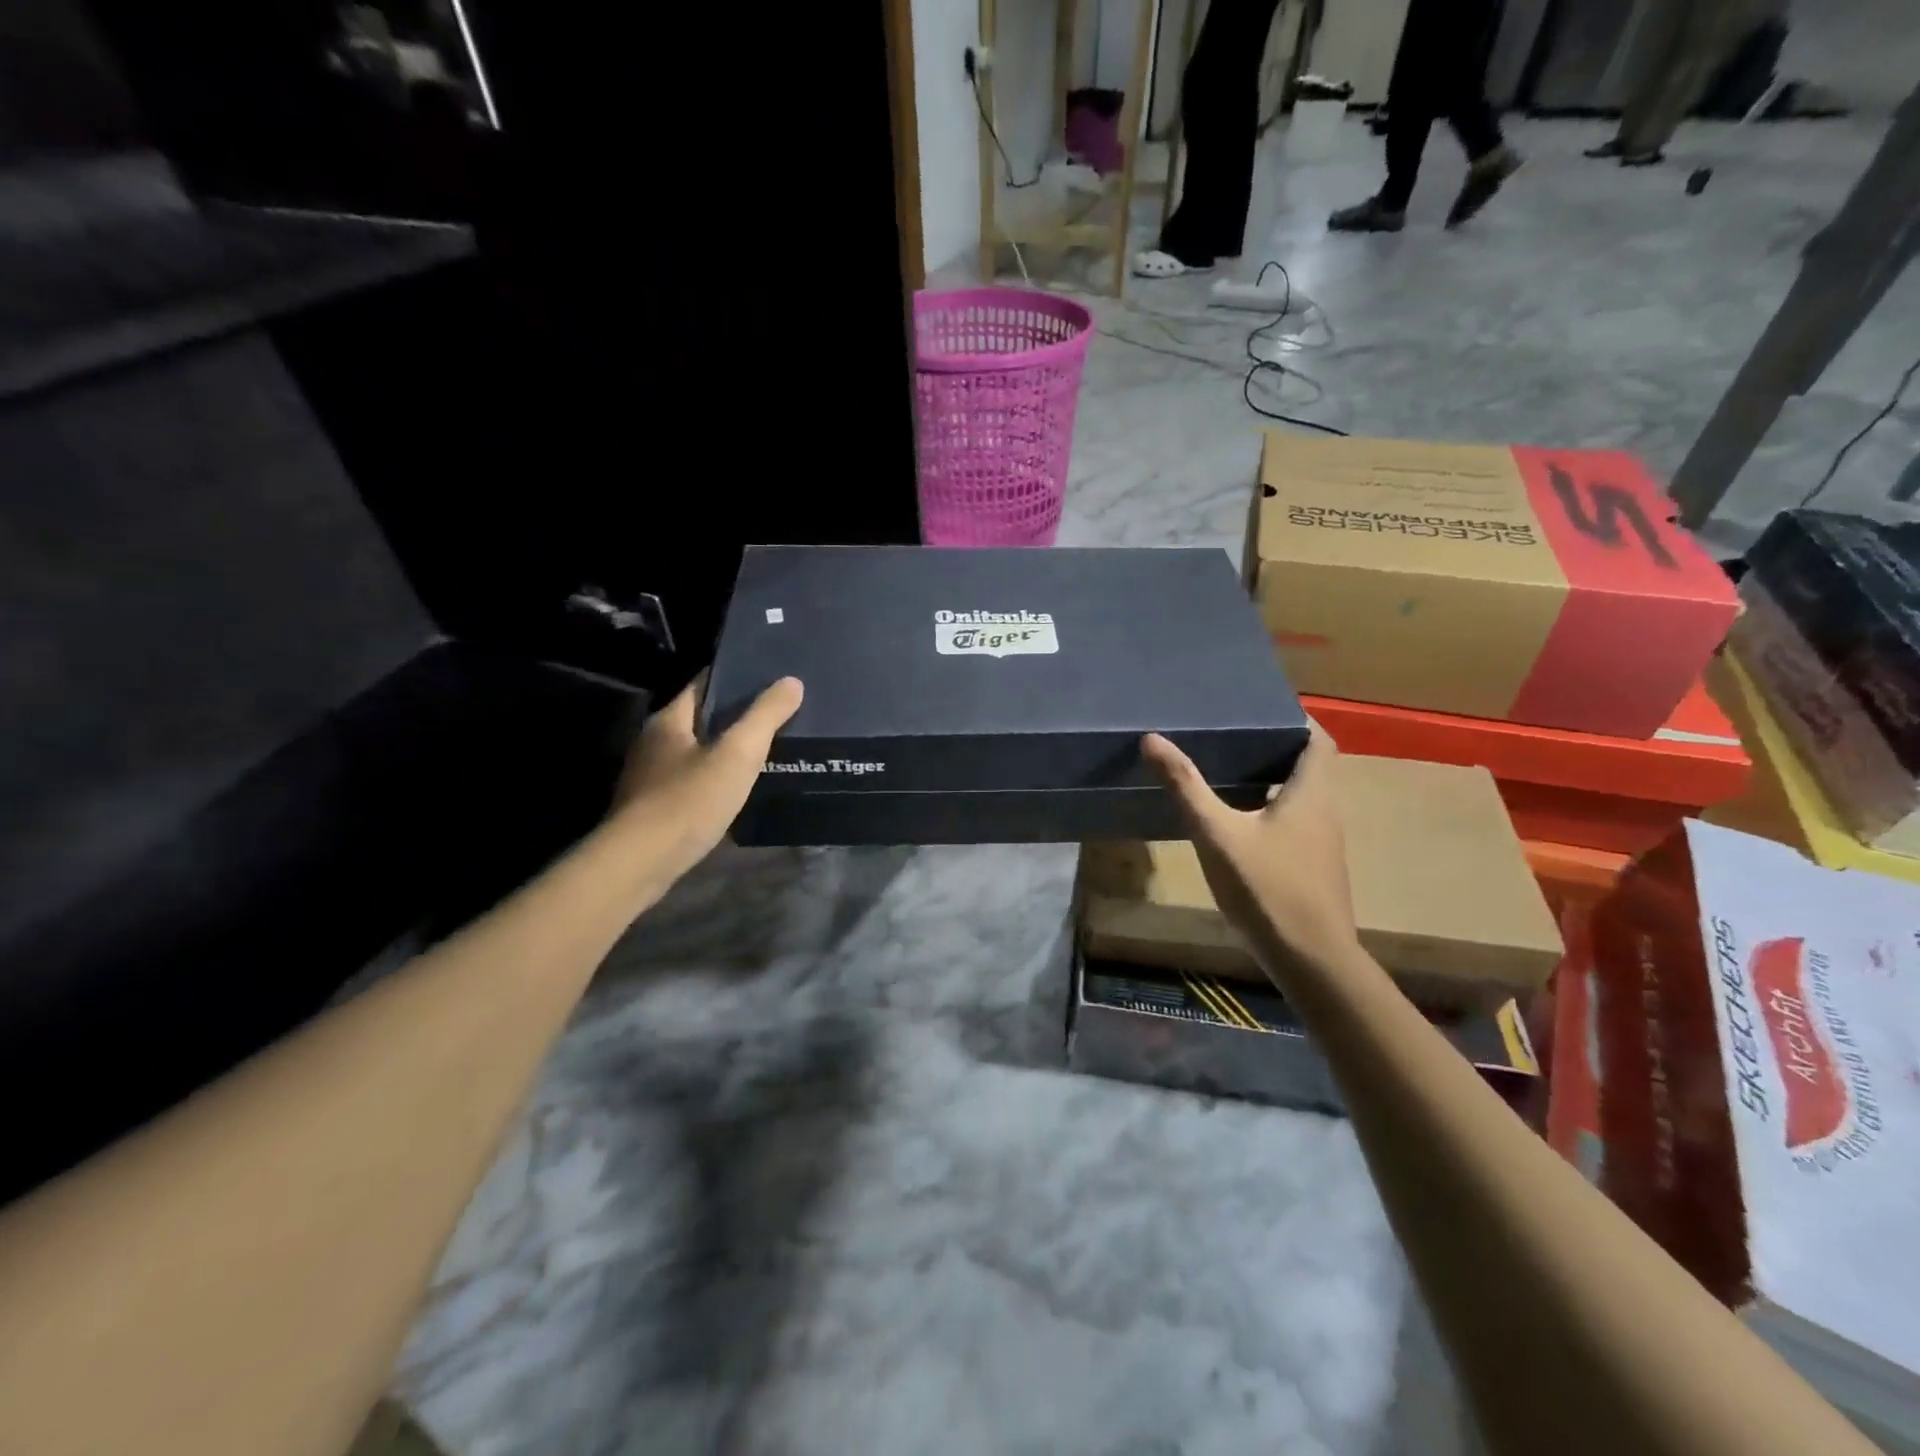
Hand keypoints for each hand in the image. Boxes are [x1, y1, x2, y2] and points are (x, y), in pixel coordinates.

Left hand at [613, 673, 802, 878]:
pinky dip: (714, 780)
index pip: (703, 684)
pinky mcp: (653, 808)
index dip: (734, 678)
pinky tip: (737, 790)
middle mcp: (653, 742)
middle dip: (734, 716)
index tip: (768, 678)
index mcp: (668, 720)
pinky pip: (691, 782)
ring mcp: (650, 777)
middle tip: (775, 716)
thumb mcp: (737, 754)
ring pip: (695, 752)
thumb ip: (765, 716)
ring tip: (764, 752)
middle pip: (699, 718)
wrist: (641, 863)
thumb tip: (792, 681)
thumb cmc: (689, 800)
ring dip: (724, 751)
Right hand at [1140, 724, 1358, 974]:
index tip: (1259, 708)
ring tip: (1229, 768)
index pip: (1317, 739)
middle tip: (1231, 733)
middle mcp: (1325, 812)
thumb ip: (1186, 787)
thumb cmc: (1267, 889)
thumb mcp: (1217, 834)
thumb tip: (1152, 739)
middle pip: (1309, 766)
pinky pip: (1295, 823)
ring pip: (1301, 796)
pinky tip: (1238, 821)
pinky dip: (1271, 809)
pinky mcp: (1312, 868)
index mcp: (1311, 793)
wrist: (1311, 960)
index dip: (1295, 719)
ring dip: (1273, 779)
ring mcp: (1322, 844)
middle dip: (1275, 746)